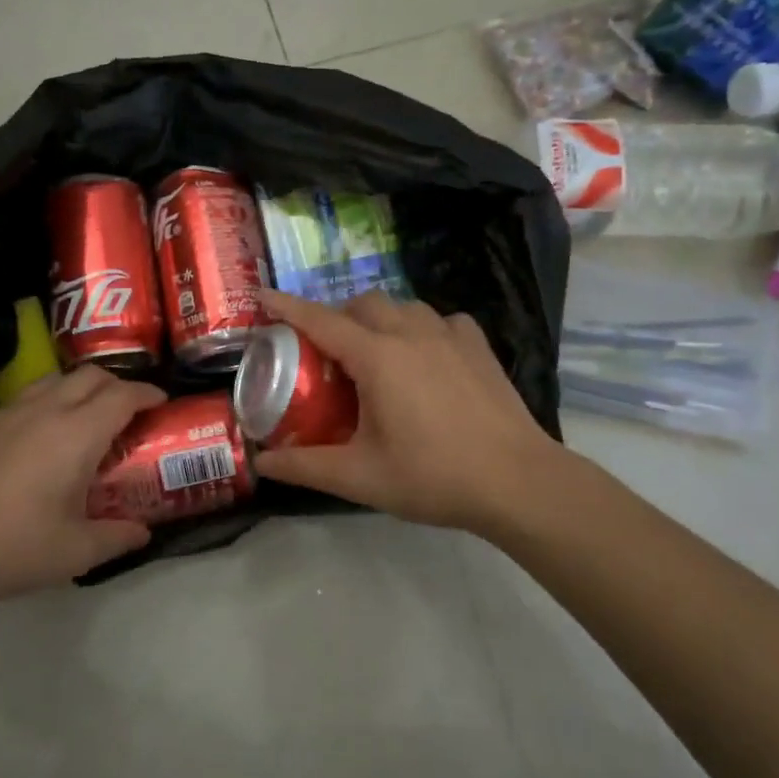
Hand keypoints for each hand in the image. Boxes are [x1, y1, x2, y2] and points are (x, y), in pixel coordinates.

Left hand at [0, 367, 166, 600]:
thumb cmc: (11, 546)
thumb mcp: (74, 552)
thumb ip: (117, 537)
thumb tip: (143, 532)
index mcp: (76, 434)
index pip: (122, 395)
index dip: (147, 393)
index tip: (161, 402)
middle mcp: (45, 410)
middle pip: (91, 375)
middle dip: (117, 384)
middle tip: (128, 411)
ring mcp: (8, 412)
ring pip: (55, 380)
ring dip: (80, 390)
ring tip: (86, 419)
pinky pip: (24, 400)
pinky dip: (45, 406)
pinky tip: (38, 442)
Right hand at [253, 289, 572, 535]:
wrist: (517, 481)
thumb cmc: (433, 477)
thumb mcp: (360, 476)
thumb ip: (305, 467)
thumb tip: (260, 463)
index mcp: (377, 358)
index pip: (320, 320)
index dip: (287, 307)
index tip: (263, 296)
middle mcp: (411, 333)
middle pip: (363, 303)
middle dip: (337, 315)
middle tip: (326, 351)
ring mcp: (450, 335)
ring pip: (403, 306)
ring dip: (379, 319)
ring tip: (374, 353)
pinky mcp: (479, 346)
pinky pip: (440, 320)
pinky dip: (421, 328)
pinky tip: (425, 356)